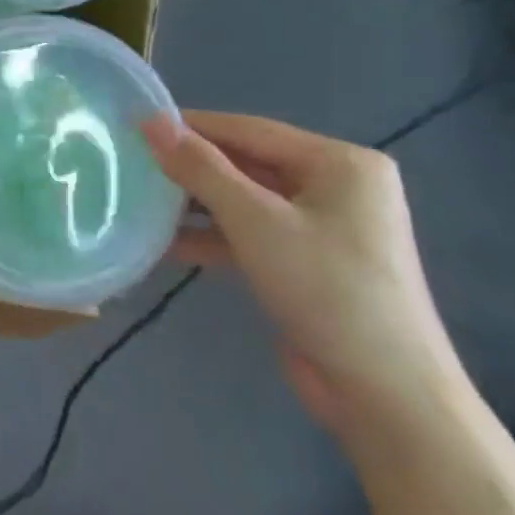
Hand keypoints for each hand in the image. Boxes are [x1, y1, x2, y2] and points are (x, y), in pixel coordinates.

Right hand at [143, 112, 466, 430]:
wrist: (384, 392)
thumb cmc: (325, 289)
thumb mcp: (255, 222)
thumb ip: (201, 169)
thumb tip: (150, 123)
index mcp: (340, 163)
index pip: (249, 129)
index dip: (190, 125)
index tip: (133, 125)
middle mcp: (336, 186)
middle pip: (248, 163)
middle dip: (191, 167)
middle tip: (130, 163)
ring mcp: (324, 226)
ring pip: (245, 200)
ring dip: (196, 204)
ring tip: (139, 201)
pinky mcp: (308, 261)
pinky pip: (251, 233)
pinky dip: (213, 236)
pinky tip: (167, 244)